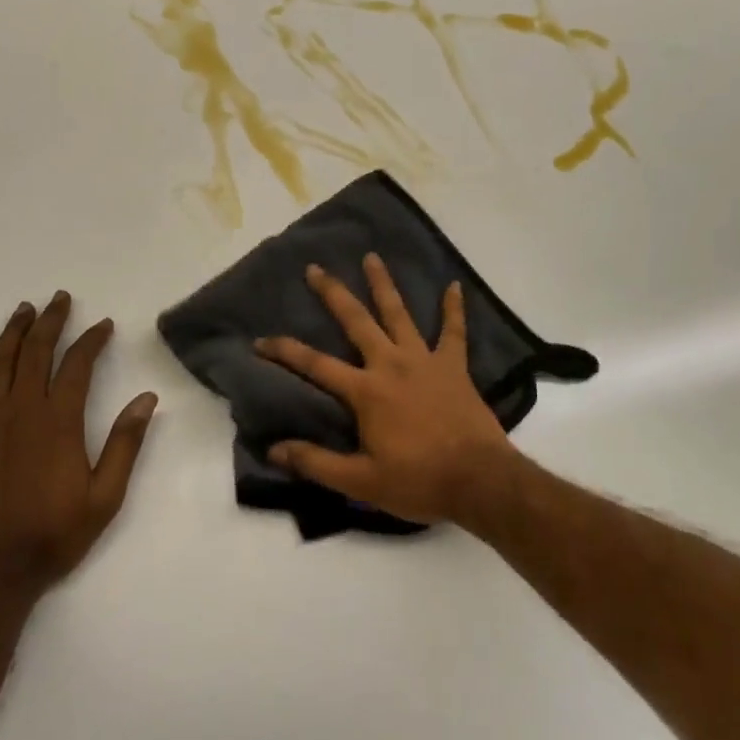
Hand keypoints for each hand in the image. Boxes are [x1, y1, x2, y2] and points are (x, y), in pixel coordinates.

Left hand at [0, 291, 156, 603]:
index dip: (91, 340)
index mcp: (60, 422)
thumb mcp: (106, 496)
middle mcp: (23, 412)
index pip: (78, 366)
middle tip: (59, 299)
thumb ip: (126, 444)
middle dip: (50, 322)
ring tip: (21, 310)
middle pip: (36, 353)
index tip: (103, 326)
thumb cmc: (55, 535)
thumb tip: (146, 398)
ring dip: (11, 335)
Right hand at [255, 254, 518, 525]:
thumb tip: (274, 449)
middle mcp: (390, 364)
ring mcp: (424, 360)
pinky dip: (454, 309)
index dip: (285, 351)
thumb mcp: (361, 482)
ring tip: (372, 257)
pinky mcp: (454, 366)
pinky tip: (454, 286)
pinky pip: (454, 331)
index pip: (315, 365)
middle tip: (315, 268)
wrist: (479, 481)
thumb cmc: (418, 481)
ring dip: (383, 285)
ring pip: (399, 313)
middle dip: (333, 293)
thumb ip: (316, 462)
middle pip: (356, 321)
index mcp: (365, 391)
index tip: (260, 340)